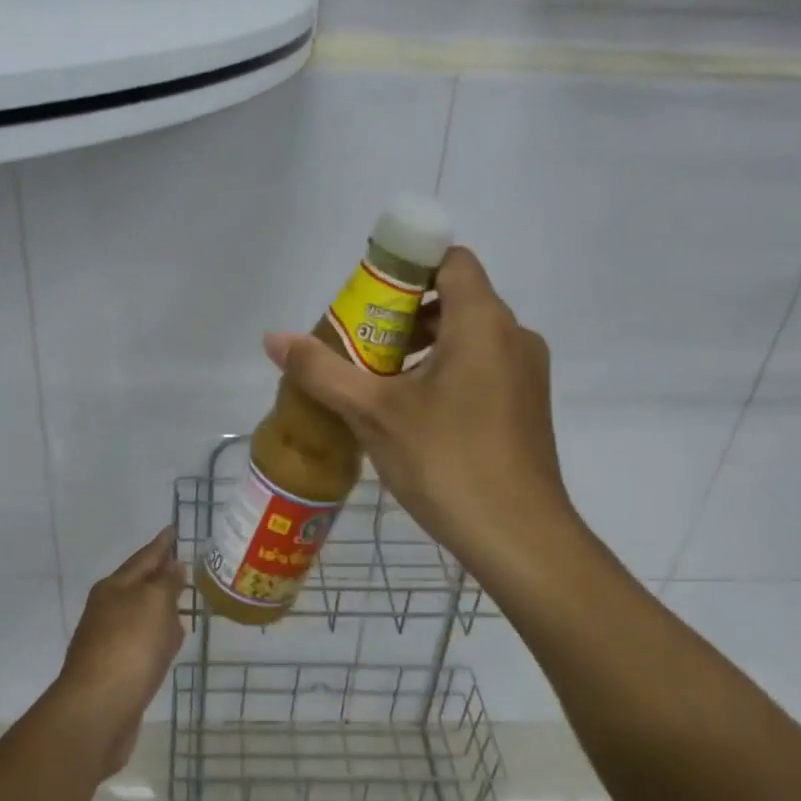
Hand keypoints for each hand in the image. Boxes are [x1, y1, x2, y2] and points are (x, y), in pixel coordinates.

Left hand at [51, 527, 185, 778]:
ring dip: (160, 610)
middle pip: (139, 586)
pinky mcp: (115, 672)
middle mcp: (107, 610)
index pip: (143, 557)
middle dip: (160, 576)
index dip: (161, 544)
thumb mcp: (155, 603)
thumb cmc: (129, 647)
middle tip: (183, 567)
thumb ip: (167, 583)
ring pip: (141, 617)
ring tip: (183, 606)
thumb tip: (173, 568)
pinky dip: (157, 640)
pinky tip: (169, 647)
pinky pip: (143, 645)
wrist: (97, 711)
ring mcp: (108, 642)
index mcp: (114, 587)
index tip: (173, 529)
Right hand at [264, 246, 572, 582]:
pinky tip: (411, 412)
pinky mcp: (526, 406)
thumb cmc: (447, 462)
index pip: (450, 260)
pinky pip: (482, 366)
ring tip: (377, 381)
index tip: (367, 295)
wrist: (519, 540)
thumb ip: (322, 371)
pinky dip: (445, 371)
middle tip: (358, 343)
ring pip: (468, 336)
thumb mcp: (373, 413)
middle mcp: (513, 336)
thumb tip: (273, 338)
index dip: (407, 266)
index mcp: (482, 322)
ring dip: (422, 345)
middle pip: (454, 298)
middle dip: (402, 313)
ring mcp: (526, 373)